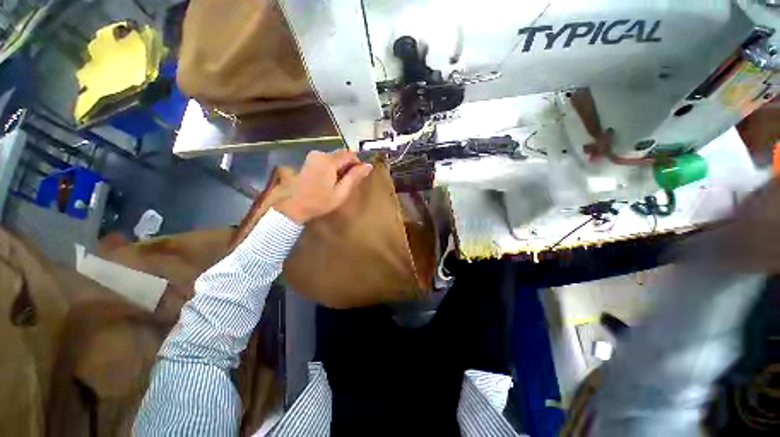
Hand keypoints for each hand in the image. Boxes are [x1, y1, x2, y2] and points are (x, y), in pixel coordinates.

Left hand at [275, 150, 372, 223]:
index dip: (358, 164)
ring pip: (335, 158)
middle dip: (348, 166)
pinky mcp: (309, 161)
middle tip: (349, 183)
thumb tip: (369, 165)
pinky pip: (327, 160)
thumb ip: (354, 177)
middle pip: (342, 155)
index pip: (350, 154)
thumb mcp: (341, 192)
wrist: (294, 206)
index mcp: (328, 161)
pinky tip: (330, 181)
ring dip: (341, 168)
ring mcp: (313, 156)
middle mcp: (320, 154)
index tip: (359, 177)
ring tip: (340, 184)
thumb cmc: (320, 202)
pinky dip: (333, 168)